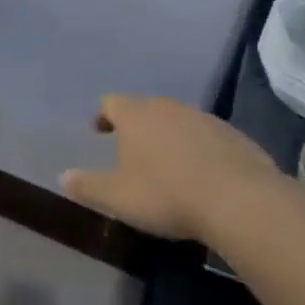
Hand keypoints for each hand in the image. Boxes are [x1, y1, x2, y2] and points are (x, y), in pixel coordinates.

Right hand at [61, 94, 284, 243]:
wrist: (242, 202)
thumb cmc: (167, 195)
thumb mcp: (117, 197)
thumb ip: (87, 186)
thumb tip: (62, 177)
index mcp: (137, 116)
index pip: (112, 102)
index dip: (103, 115)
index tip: (99, 130)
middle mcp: (169, 108)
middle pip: (146, 108)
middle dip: (136, 125)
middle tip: (130, 148)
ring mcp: (206, 120)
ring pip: (178, 121)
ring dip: (169, 136)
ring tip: (166, 163)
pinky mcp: (236, 137)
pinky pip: (208, 137)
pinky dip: (198, 149)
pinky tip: (201, 174)